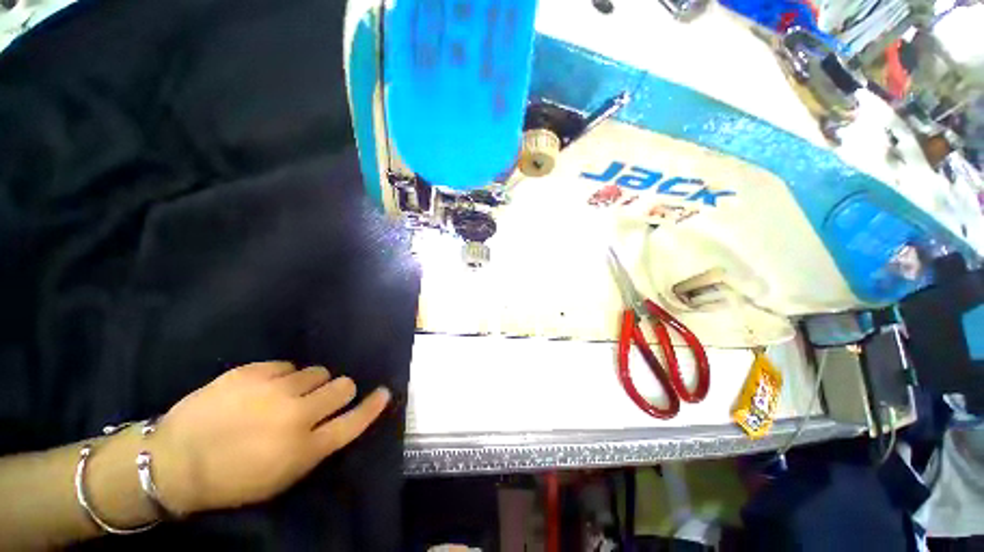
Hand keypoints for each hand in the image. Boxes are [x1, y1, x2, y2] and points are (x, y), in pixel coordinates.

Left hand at [151, 362, 390, 514]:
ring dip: (309, 384)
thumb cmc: (232, 479)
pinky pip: (287, 365)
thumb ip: (318, 446)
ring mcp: (274, 389)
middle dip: (339, 390)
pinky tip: (261, 389)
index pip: (355, 421)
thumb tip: (340, 417)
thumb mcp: (282, 476)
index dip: (374, 406)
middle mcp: (297, 415)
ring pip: (317, 372)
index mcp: (304, 448)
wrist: (173, 461)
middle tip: (321, 399)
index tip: (384, 393)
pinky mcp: (253, 371)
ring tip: (284, 396)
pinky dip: (281, 376)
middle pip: (343, 386)